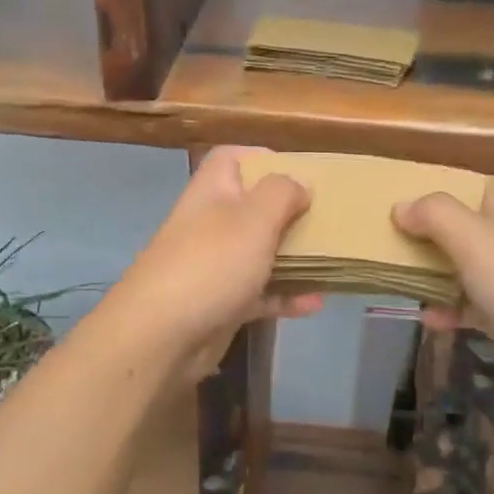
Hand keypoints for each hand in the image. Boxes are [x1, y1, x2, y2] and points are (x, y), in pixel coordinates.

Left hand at [99, 147, 320, 376]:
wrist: (161, 336)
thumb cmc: (212, 263)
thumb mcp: (254, 218)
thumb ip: (281, 193)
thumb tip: (299, 182)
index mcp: (213, 191)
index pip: (232, 158)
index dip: (263, 158)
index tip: (300, 172)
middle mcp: (211, 223)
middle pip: (252, 206)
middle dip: (289, 212)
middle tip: (327, 218)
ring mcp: (214, 265)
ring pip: (259, 252)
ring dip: (294, 256)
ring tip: (332, 259)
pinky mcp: (221, 303)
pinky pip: (260, 293)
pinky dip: (286, 296)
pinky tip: (317, 302)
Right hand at [392, 179, 493, 419]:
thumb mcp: (474, 238)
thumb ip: (434, 215)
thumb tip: (401, 206)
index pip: (470, 185)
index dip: (434, 187)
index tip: (394, 196)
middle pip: (465, 227)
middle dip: (427, 233)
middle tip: (384, 238)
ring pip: (466, 268)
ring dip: (433, 272)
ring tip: (394, 275)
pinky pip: (472, 307)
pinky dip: (450, 310)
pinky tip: (426, 318)